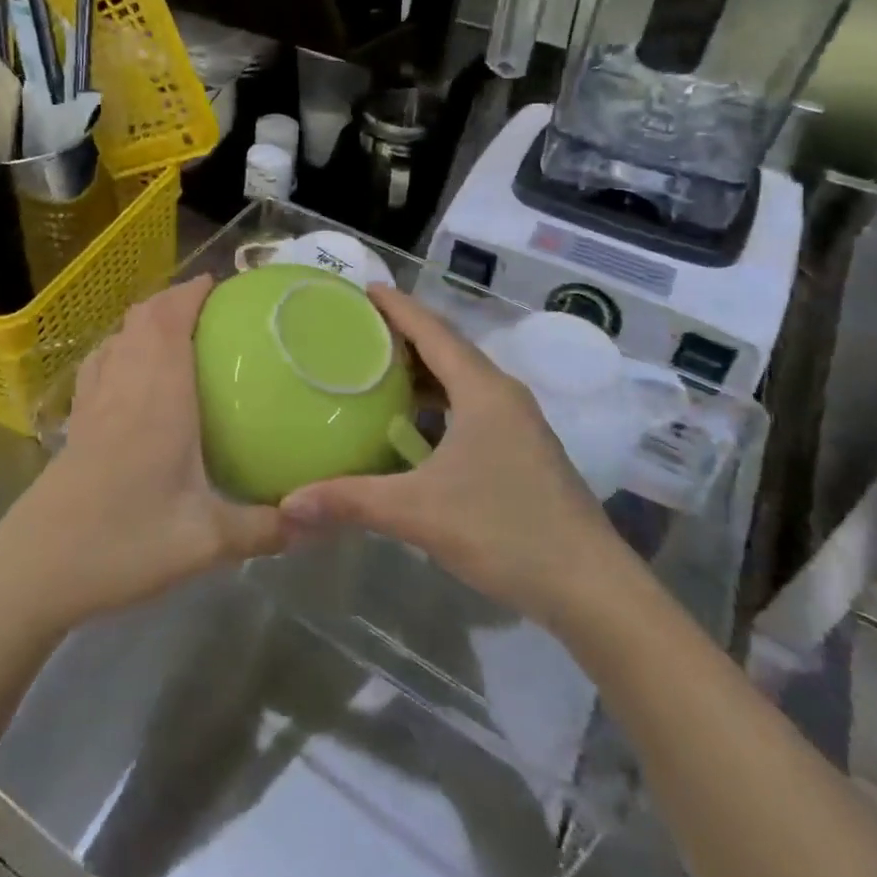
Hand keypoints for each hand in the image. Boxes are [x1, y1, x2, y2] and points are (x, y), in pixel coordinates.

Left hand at [0, 276, 285, 635]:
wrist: (34, 570)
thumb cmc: (123, 544)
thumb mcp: (206, 543)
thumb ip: (263, 529)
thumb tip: (316, 521)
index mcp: (158, 396)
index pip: (170, 320)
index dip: (192, 292)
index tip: (221, 284)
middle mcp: (123, 385)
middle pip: (142, 319)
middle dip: (173, 299)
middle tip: (209, 306)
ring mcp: (93, 402)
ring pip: (117, 337)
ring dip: (145, 321)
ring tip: (176, 330)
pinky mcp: (76, 424)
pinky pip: (100, 364)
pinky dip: (120, 348)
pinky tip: (132, 374)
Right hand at [280, 285, 636, 629]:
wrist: (590, 587)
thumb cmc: (505, 531)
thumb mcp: (419, 512)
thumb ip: (350, 502)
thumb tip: (287, 504)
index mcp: (482, 390)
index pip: (433, 331)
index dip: (398, 307)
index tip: (364, 288)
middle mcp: (502, 396)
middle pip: (448, 348)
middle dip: (405, 335)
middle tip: (358, 329)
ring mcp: (517, 424)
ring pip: (462, 381)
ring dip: (423, 371)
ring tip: (378, 370)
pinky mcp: (522, 451)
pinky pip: (471, 407)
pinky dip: (439, 403)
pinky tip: (414, 426)